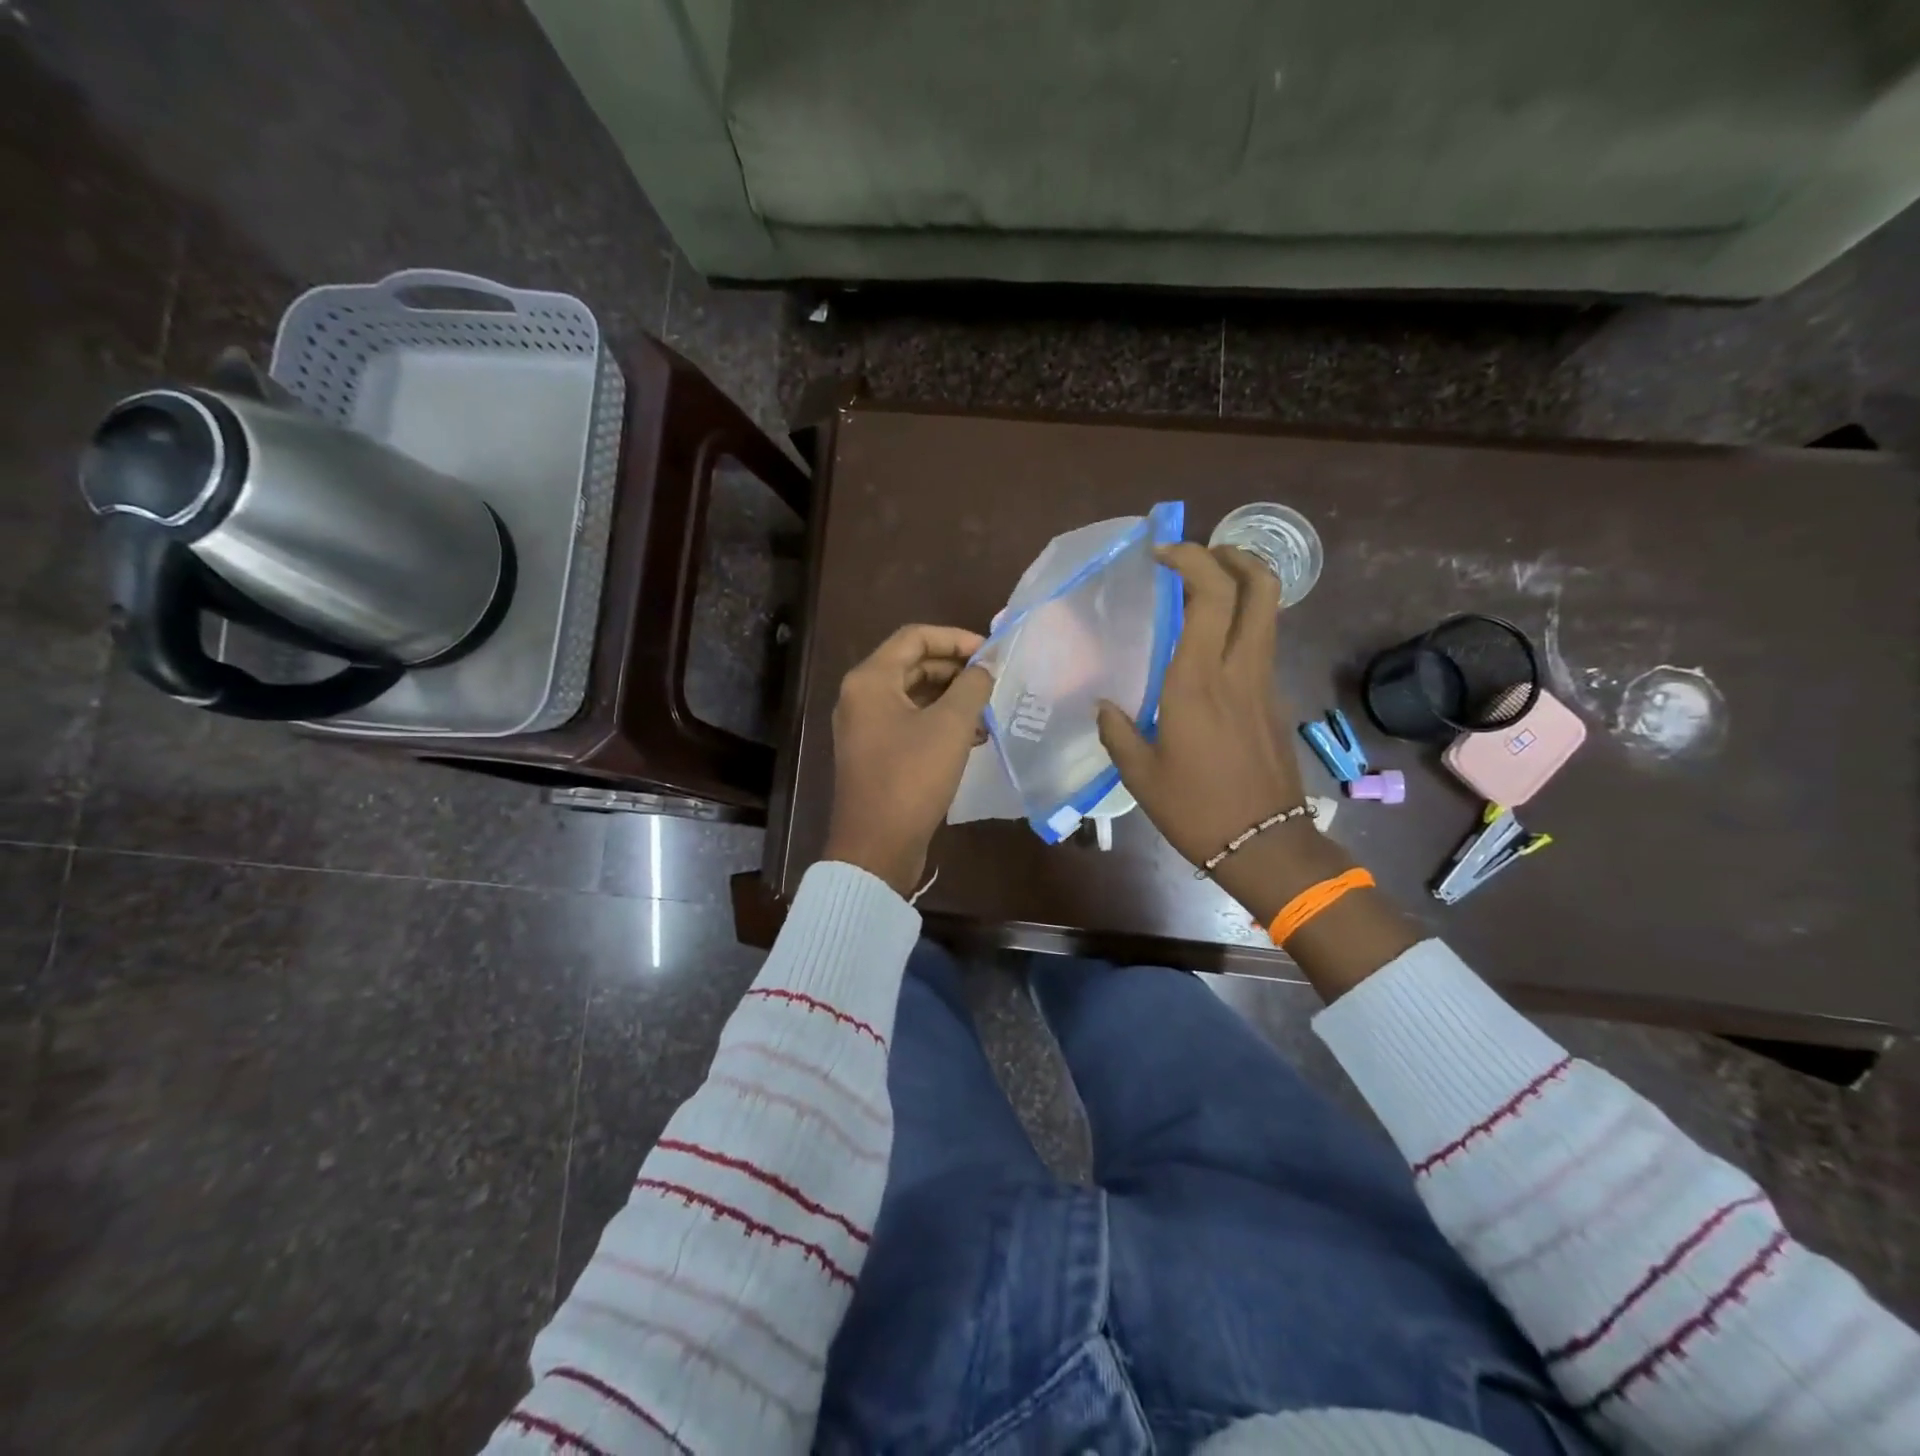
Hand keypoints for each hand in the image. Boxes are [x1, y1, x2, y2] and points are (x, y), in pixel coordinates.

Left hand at [823, 624, 993, 895]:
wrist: (877, 846)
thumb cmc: (912, 777)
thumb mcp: (951, 726)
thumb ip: (972, 686)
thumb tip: (985, 667)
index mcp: (870, 680)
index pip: (915, 637)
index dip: (955, 638)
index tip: (990, 654)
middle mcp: (861, 696)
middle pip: (913, 665)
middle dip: (955, 669)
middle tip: (993, 681)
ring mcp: (865, 727)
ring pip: (913, 696)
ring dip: (951, 698)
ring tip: (988, 710)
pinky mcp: (875, 754)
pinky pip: (910, 723)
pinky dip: (939, 723)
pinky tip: (973, 737)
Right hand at [1097, 544, 1307, 872]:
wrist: (1264, 844)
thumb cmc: (1195, 809)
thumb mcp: (1140, 774)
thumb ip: (1116, 731)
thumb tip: (1105, 708)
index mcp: (1199, 681)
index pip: (1210, 596)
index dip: (1191, 560)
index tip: (1162, 554)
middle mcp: (1239, 670)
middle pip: (1260, 587)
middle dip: (1235, 555)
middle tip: (1201, 555)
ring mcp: (1265, 684)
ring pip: (1268, 614)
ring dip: (1242, 586)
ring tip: (1204, 591)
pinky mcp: (1275, 702)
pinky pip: (1261, 646)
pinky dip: (1241, 626)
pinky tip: (1212, 649)